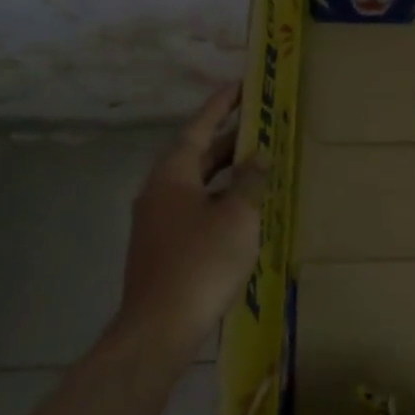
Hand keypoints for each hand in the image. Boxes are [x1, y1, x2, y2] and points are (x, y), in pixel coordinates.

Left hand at [115, 85, 265, 362]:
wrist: (158, 329)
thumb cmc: (201, 263)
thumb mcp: (237, 217)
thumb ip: (250, 181)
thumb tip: (259, 156)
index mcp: (172, 175)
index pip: (198, 127)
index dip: (220, 105)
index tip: (240, 85)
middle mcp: (158, 191)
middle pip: (196, 155)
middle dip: (227, 140)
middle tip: (258, 125)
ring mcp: (156, 222)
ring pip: (195, 185)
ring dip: (224, 173)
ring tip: (257, 165)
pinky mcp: (161, 248)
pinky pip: (193, 209)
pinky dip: (218, 200)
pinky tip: (241, 212)